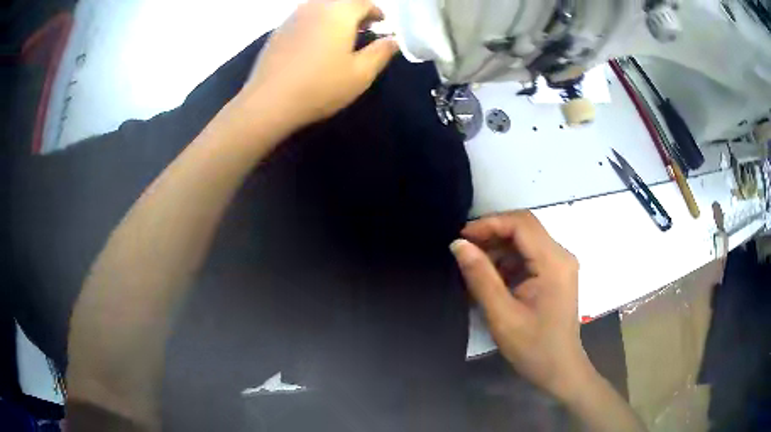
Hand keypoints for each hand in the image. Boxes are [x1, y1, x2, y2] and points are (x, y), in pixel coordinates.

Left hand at [243, 0, 398, 127]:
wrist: (269, 102)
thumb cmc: (320, 86)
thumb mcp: (361, 73)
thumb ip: (381, 52)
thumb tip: (394, 40)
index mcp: (339, 12)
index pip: (364, 2)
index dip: (376, 12)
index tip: (381, 23)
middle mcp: (315, 6)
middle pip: (341, 1)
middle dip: (355, 11)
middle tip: (363, 28)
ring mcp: (292, 17)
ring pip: (320, 7)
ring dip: (335, 15)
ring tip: (340, 35)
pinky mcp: (277, 31)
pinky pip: (304, 17)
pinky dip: (316, 22)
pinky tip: (315, 43)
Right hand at [450, 211, 594, 401]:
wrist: (559, 369)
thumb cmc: (533, 347)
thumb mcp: (502, 315)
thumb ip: (480, 277)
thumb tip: (458, 245)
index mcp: (554, 263)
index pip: (522, 224)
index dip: (490, 223)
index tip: (461, 237)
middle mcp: (561, 255)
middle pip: (524, 228)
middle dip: (492, 233)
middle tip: (463, 248)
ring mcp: (560, 264)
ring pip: (525, 240)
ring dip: (498, 248)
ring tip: (472, 265)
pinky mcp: (555, 274)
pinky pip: (528, 255)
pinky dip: (507, 261)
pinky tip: (490, 277)